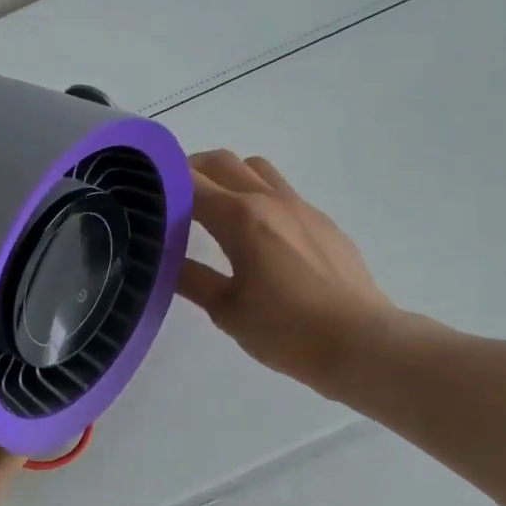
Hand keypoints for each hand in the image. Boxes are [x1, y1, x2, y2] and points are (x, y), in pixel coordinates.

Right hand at [175, 150, 401, 397]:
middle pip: (223, 161)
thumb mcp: (227, 310)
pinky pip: (282, 191)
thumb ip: (192, 279)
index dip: (164, 182)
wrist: (361, 343)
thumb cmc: (286, 330)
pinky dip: (259, 196)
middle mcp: (270, 200)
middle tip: (172, 197)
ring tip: (215, 209)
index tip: (143, 194)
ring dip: (229, 176)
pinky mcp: (323, 222)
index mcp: (240, 218)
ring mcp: (301, 207)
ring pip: (256, 168)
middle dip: (192, 170)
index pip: (191, 181)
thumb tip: (163, 261)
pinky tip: (258, 235)